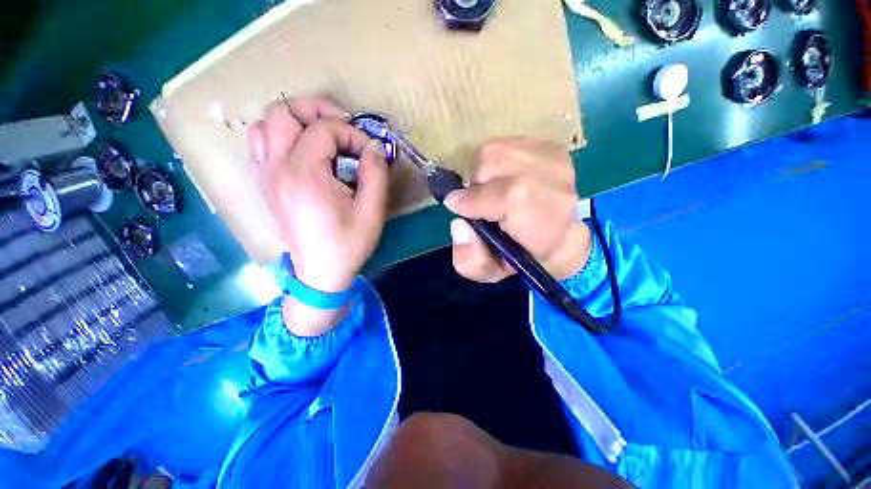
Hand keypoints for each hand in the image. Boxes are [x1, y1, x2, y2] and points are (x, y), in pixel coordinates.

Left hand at [249, 97, 388, 335]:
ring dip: (295, 121)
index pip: (324, 129)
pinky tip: (304, 152)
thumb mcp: (372, 212)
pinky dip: (280, 136)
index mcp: (304, 176)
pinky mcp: (265, 184)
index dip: (352, 134)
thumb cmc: (348, 245)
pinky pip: (261, 143)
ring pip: (265, 123)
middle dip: (317, 110)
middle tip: (343, 127)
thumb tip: (373, 147)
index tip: (369, 153)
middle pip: (282, 111)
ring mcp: (265, 175)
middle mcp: (277, 168)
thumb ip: (375, 174)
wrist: (320, 273)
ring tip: (322, 136)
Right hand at [444, 138, 591, 282]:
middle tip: (481, 202)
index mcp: (545, 223)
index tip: (457, 206)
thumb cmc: (521, 257)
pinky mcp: (552, 147)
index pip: (507, 196)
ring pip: (496, 150)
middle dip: (476, 184)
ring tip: (494, 190)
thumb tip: (459, 225)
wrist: (560, 237)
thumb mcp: (490, 271)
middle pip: (493, 163)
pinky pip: (506, 144)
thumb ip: (469, 258)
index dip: (473, 199)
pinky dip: (496, 160)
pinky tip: (506, 177)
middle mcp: (557, 185)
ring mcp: (557, 161)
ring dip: (485, 172)